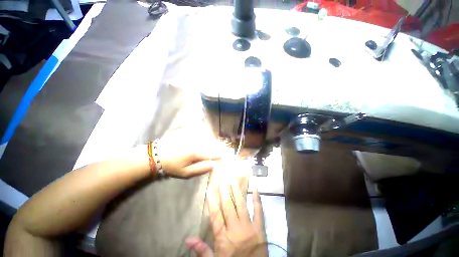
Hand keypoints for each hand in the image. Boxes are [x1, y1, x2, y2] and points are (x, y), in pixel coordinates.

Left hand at [158, 126, 226, 177]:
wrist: (155, 155)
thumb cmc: (171, 166)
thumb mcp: (185, 173)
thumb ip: (201, 168)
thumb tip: (213, 164)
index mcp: (195, 152)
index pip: (212, 153)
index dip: (218, 154)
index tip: (223, 155)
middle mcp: (195, 141)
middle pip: (210, 143)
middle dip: (215, 146)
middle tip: (217, 150)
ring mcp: (190, 134)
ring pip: (205, 135)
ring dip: (210, 139)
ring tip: (210, 143)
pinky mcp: (185, 130)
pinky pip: (198, 130)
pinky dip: (202, 132)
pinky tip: (202, 135)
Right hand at [186, 184, 267, 256]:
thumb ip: (202, 250)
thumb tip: (188, 239)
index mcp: (224, 238)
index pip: (216, 215)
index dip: (212, 200)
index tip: (210, 188)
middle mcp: (236, 229)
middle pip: (228, 206)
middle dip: (224, 191)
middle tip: (222, 179)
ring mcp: (249, 227)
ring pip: (241, 205)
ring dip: (237, 191)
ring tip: (233, 179)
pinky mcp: (260, 228)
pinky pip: (259, 211)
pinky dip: (257, 199)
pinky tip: (255, 188)